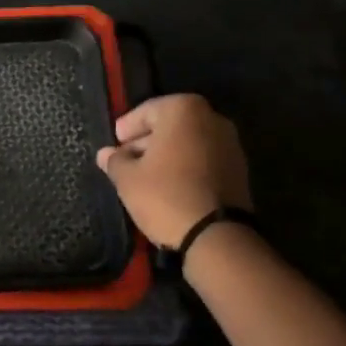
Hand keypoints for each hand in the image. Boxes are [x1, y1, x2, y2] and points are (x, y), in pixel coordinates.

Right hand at [96, 94, 251, 247]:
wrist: (217, 236)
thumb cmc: (166, 195)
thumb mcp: (128, 179)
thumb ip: (115, 161)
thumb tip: (105, 154)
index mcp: (183, 109)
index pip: (146, 111)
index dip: (126, 128)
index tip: (114, 144)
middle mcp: (211, 118)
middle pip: (170, 124)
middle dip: (147, 141)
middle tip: (126, 161)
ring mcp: (230, 143)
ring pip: (188, 142)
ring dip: (167, 155)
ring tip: (146, 177)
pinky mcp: (239, 169)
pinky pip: (204, 158)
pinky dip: (186, 166)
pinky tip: (170, 186)